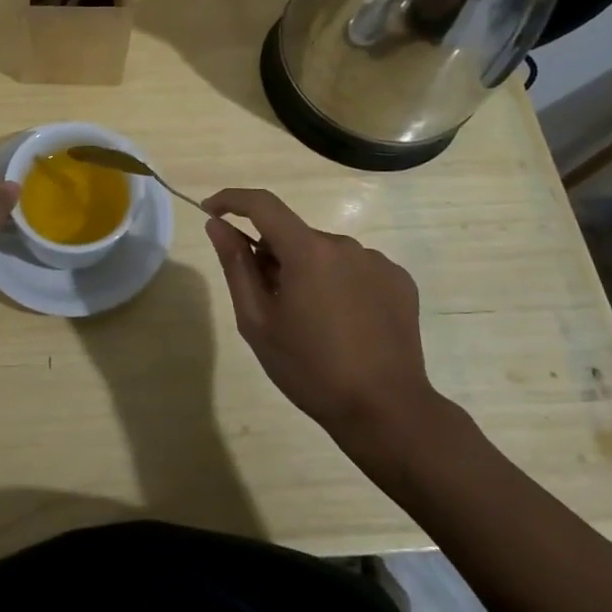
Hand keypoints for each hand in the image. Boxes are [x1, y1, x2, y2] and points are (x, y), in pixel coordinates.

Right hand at [202, 187, 441, 435]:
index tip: (212, 211)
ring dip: (308, 272)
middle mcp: (344, 244)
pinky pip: (355, 269)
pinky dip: (339, 284)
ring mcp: (377, 261)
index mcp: (307, 251)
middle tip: (268, 302)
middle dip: (273, 256)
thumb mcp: (258, 322)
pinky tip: (344, 324)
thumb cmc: (311, 369)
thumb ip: (236, 266)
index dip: (232, 200)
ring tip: (311, 321)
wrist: (387, 412)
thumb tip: (217, 225)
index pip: (263, 204)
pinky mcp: (399, 281)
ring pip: (325, 253)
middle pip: (294, 236)